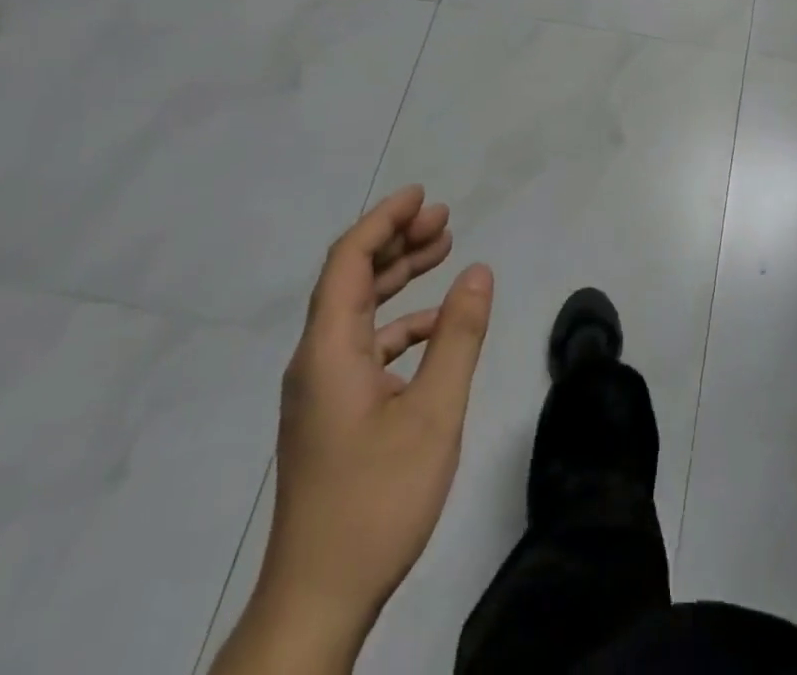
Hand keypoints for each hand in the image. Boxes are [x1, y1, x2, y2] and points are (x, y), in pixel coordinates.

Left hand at [232, 186, 493, 671]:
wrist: (317, 601)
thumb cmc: (376, 501)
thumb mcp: (433, 413)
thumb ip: (458, 337)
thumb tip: (479, 271)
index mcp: (328, 351)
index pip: (348, 262)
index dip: (383, 220)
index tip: (421, 196)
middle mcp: (316, 360)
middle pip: (351, 279)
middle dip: (396, 241)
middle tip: (444, 218)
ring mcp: (320, 390)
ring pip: (358, 312)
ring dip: (398, 278)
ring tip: (443, 250)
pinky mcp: (331, 414)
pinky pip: (364, 347)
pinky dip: (399, 323)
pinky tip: (434, 325)